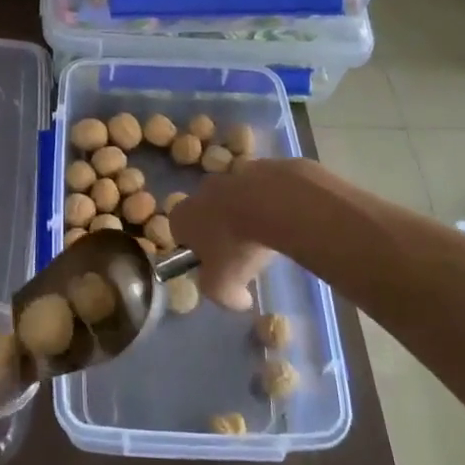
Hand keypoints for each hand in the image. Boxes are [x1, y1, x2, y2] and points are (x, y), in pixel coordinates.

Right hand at [169, 158, 288, 310]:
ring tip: (269, 235)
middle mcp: (203, 189)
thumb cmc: (238, 246)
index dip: (194, 249)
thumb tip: (239, 298)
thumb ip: (223, 297)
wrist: (275, 203)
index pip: (179, 230)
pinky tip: (286, 218)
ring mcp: (233, 172)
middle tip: (243, 252)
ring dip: (247, 213)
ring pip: (237, 197)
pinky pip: (263, 188)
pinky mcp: (262, 166)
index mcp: (184, 215)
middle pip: (207, 211)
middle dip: (221, 228)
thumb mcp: (224, 287)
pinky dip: (272, 201)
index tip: (215, 265)